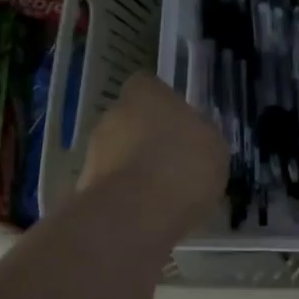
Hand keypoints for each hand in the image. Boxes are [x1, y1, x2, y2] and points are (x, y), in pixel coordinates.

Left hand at [79, 73, 227, 218]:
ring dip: (134, 166)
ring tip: (161, 192)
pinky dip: (126, 194)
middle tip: (172, 160)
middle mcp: (113, 114)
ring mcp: (94, 151)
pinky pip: (113, 185)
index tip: (178, 123)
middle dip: (146, 137)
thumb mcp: (214, 144)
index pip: (147, 85)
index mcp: (145, 94)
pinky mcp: (85, 187)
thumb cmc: (185, 163)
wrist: (139, 213)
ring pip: (118, 153)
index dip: (162, 104)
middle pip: (130, 120)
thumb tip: (192, 136)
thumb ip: (199, 133)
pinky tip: (148, 213)